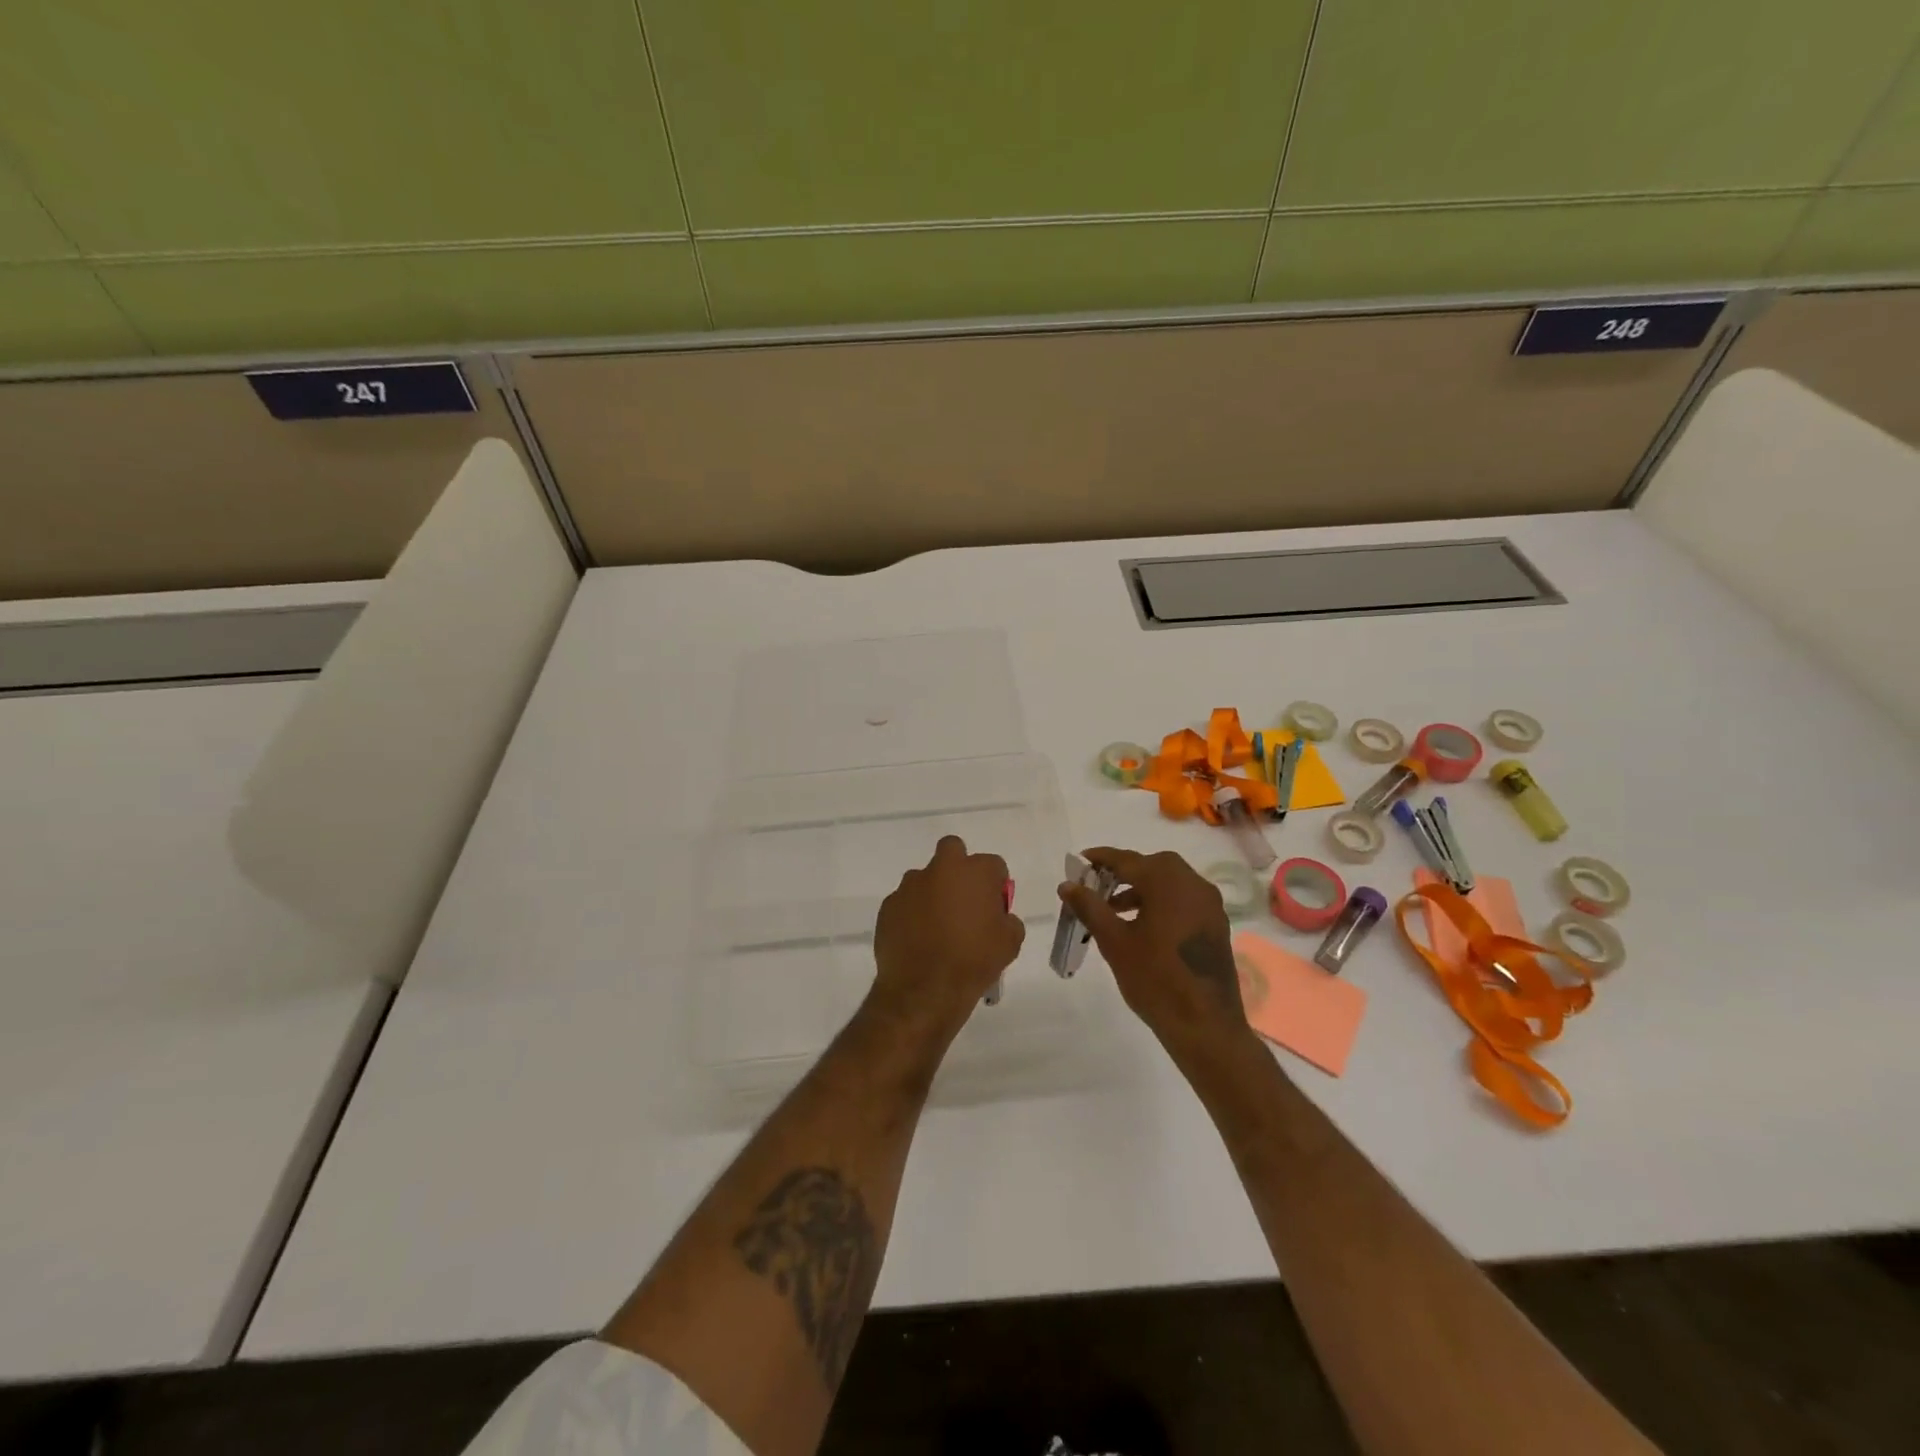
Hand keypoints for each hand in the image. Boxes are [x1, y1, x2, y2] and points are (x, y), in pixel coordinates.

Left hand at [870, 835, 1023, 1039]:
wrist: (924, 990)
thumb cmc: (973, 962)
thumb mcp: (1009, 944)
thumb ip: (1008, 920)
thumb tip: (999, 917)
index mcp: (975, 872)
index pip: (993, 864)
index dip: (995, 884)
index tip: (994, 905)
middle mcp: (941, 869)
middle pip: (952, 850)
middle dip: (959, 867)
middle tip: (963, 899)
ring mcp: (910, 886)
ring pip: (925, 878)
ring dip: (932, 892)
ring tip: (937, 927)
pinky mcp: (888, 905)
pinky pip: (905, 902)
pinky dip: (912, 914)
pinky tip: (917, 940)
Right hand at [1057, 847, 1256, 1063]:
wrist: (1205, 1026)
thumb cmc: (1155, 980)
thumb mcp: (1114, 942)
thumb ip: (1090, 907)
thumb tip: (1067, 885)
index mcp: (1168, 882)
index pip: (1127, 860)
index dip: (1101, 859)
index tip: (1080, 862)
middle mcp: (1193, 884)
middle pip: (1152, 866)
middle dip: (1123, 872)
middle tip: (1097, 886)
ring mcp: (1210, 905)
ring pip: (1170, 882)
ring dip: (1142, 888)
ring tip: (1114, 910)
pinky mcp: (1216, 925)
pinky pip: (1184, 899)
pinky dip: (1161, 901)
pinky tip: (1143, 926)